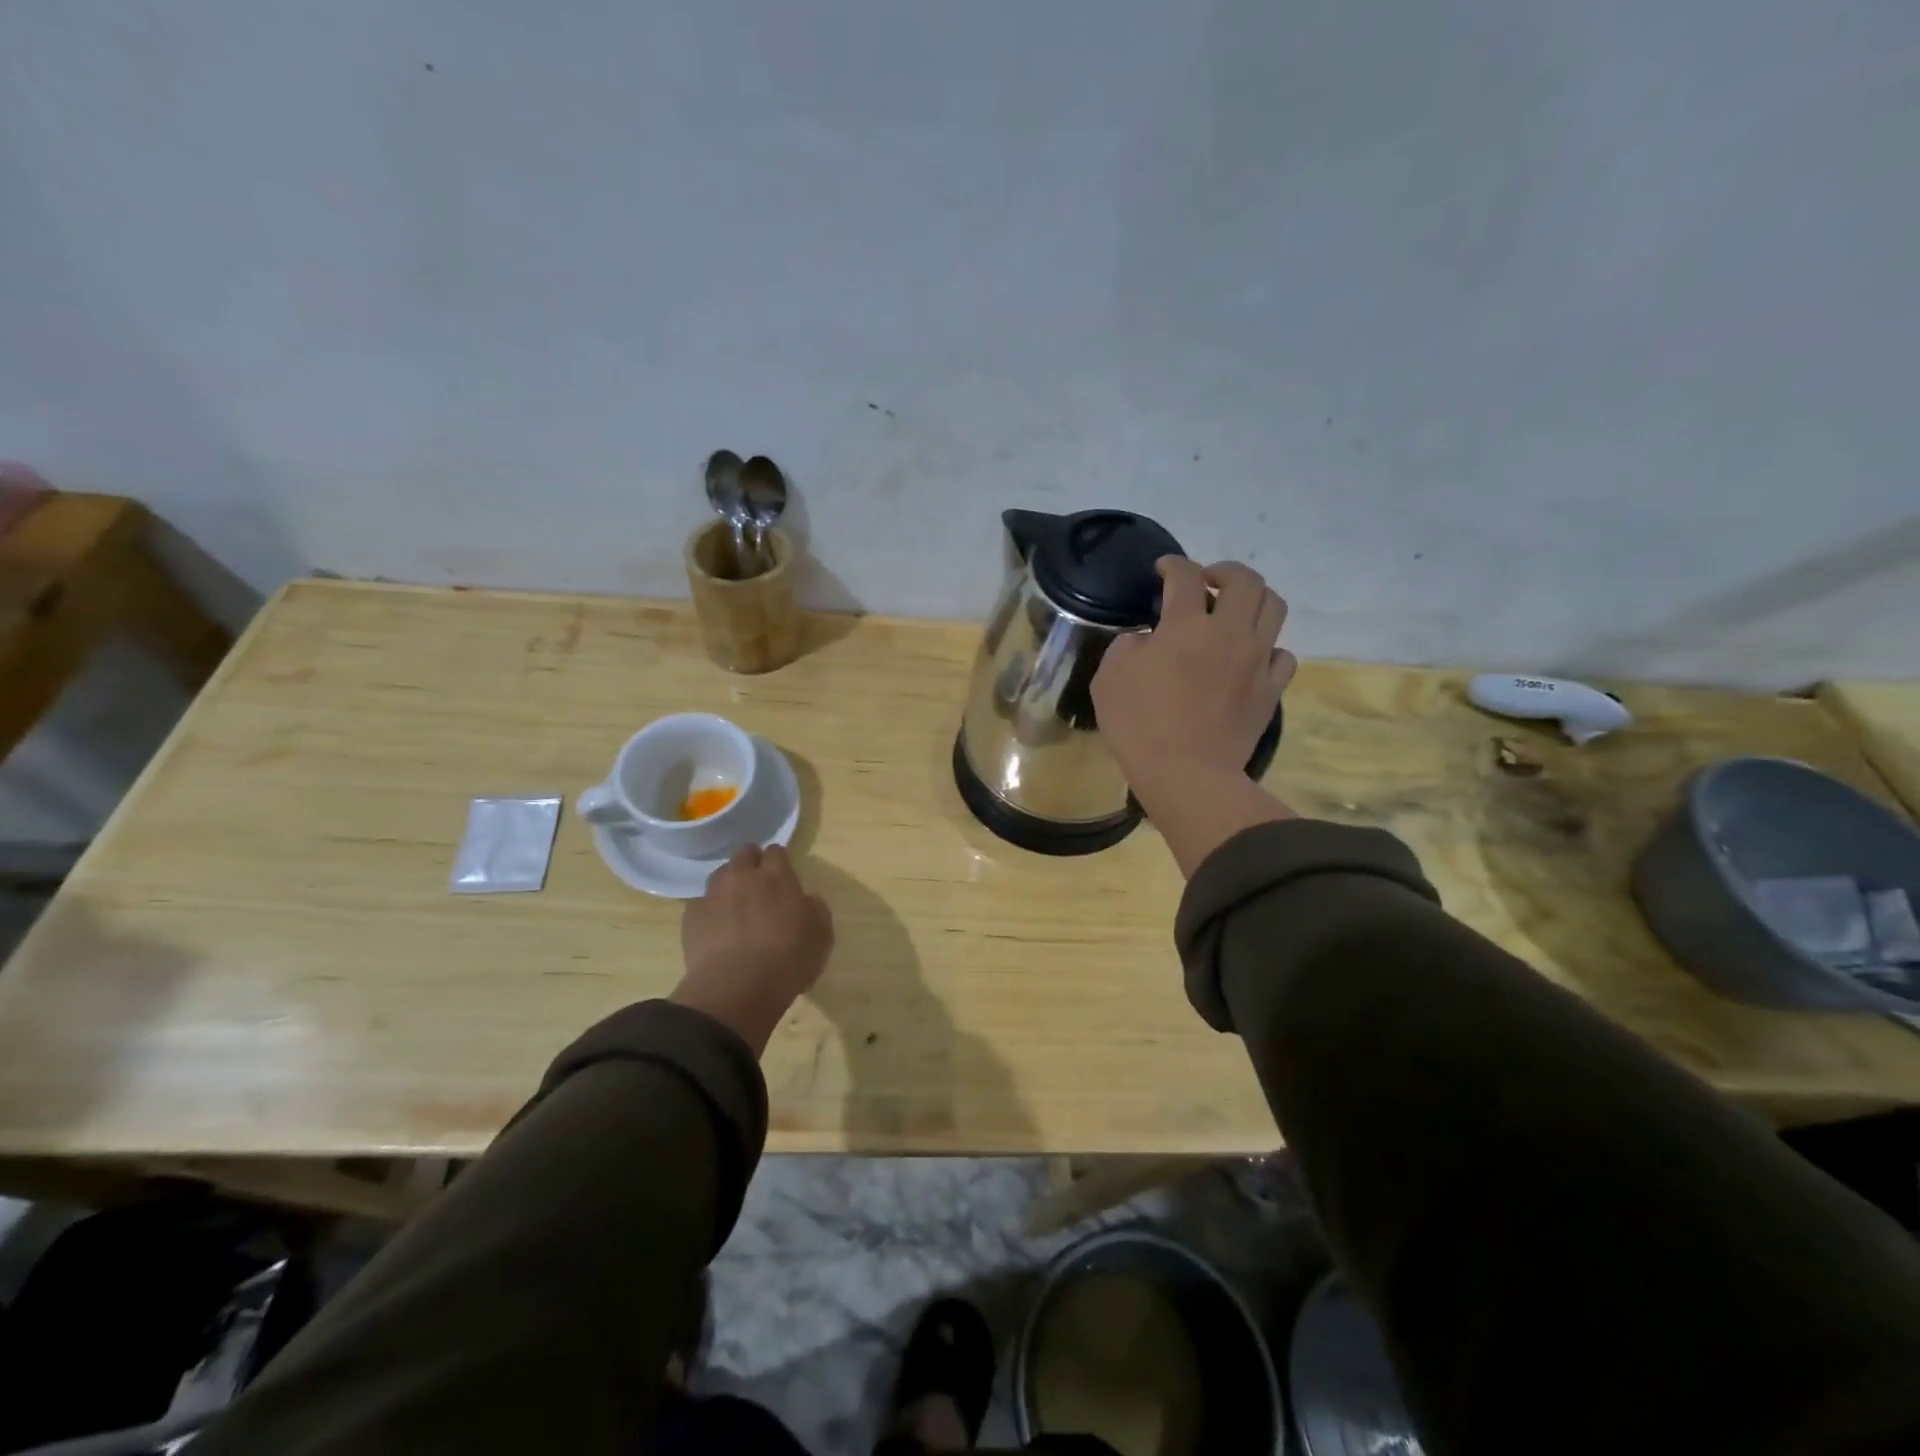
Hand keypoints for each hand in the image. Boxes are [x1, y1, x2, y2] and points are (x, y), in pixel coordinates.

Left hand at [672, 844, 833, 1054]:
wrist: (737, 989)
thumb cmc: (788, 960)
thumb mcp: (821, 935)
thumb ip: (815, 909)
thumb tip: (807, 900)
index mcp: (776, 876)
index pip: (776, 851)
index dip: (780, 861)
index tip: (784, 875)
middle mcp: (742, 877)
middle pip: (744, 853)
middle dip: (752, 862)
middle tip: (759, 885)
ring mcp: (713, 895)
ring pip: (720, 875)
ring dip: (729, 885)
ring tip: (736, 907)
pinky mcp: (691, 917)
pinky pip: (701, 904)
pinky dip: (710, 911)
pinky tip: (717, 930)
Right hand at [1091, 558, 1298, 875]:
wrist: (1186, 774)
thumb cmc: (1139, 725)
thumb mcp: (1109, 678)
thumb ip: (1128, 646)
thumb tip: (1147, 640)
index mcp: (1187, 625)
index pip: (1185, 576)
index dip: (1173, 565)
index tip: (1162, 569)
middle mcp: (1230, 633)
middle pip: (1245, 580)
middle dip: (1224, 571)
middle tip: (1207, 581)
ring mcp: (1257, 661)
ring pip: (1274, 607)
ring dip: (1254, 598)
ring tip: (1235, 610)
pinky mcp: (1271, 690)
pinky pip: (1284, 655)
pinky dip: (1268, 646)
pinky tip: (1251, 656)